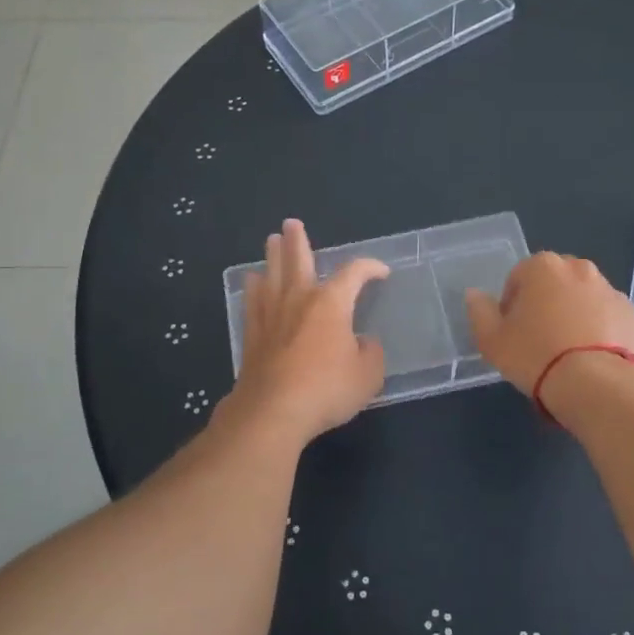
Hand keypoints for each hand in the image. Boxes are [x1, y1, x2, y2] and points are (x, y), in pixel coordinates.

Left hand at [222, 219, 389, 445]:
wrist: (273, 411)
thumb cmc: (326, 389)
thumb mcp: (367, 375)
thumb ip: (370, 353)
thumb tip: (363, 343)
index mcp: (332, 302)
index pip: (354, 273)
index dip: (370, 267)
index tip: (381, 272)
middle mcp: (300, 299)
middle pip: (298, 259)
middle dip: (297, 240)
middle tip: (291, 223)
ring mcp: (272, 314)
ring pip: (272, 274)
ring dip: (272, 256)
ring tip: (271, 241)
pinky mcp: (253, 334)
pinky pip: (253, 301)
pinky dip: (254, 288)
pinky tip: (252, 282)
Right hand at [465, 252, 633, 402]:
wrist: (597, 385)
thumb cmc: (536, 356)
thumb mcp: (492, 340)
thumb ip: (479, 312)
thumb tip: (474, 295)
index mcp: (542, 267)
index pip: (518, 278)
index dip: (511, 305)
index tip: (513, 332)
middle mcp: (578, 268)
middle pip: (553, 283)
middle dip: (545, 303)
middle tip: (539, 339)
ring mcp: (609, 290)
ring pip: (582, 297)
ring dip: (573, 314)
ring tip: (567, 352)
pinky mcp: (631, 313)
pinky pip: (606, 316)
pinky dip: (598, 329)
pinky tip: (591, 357)